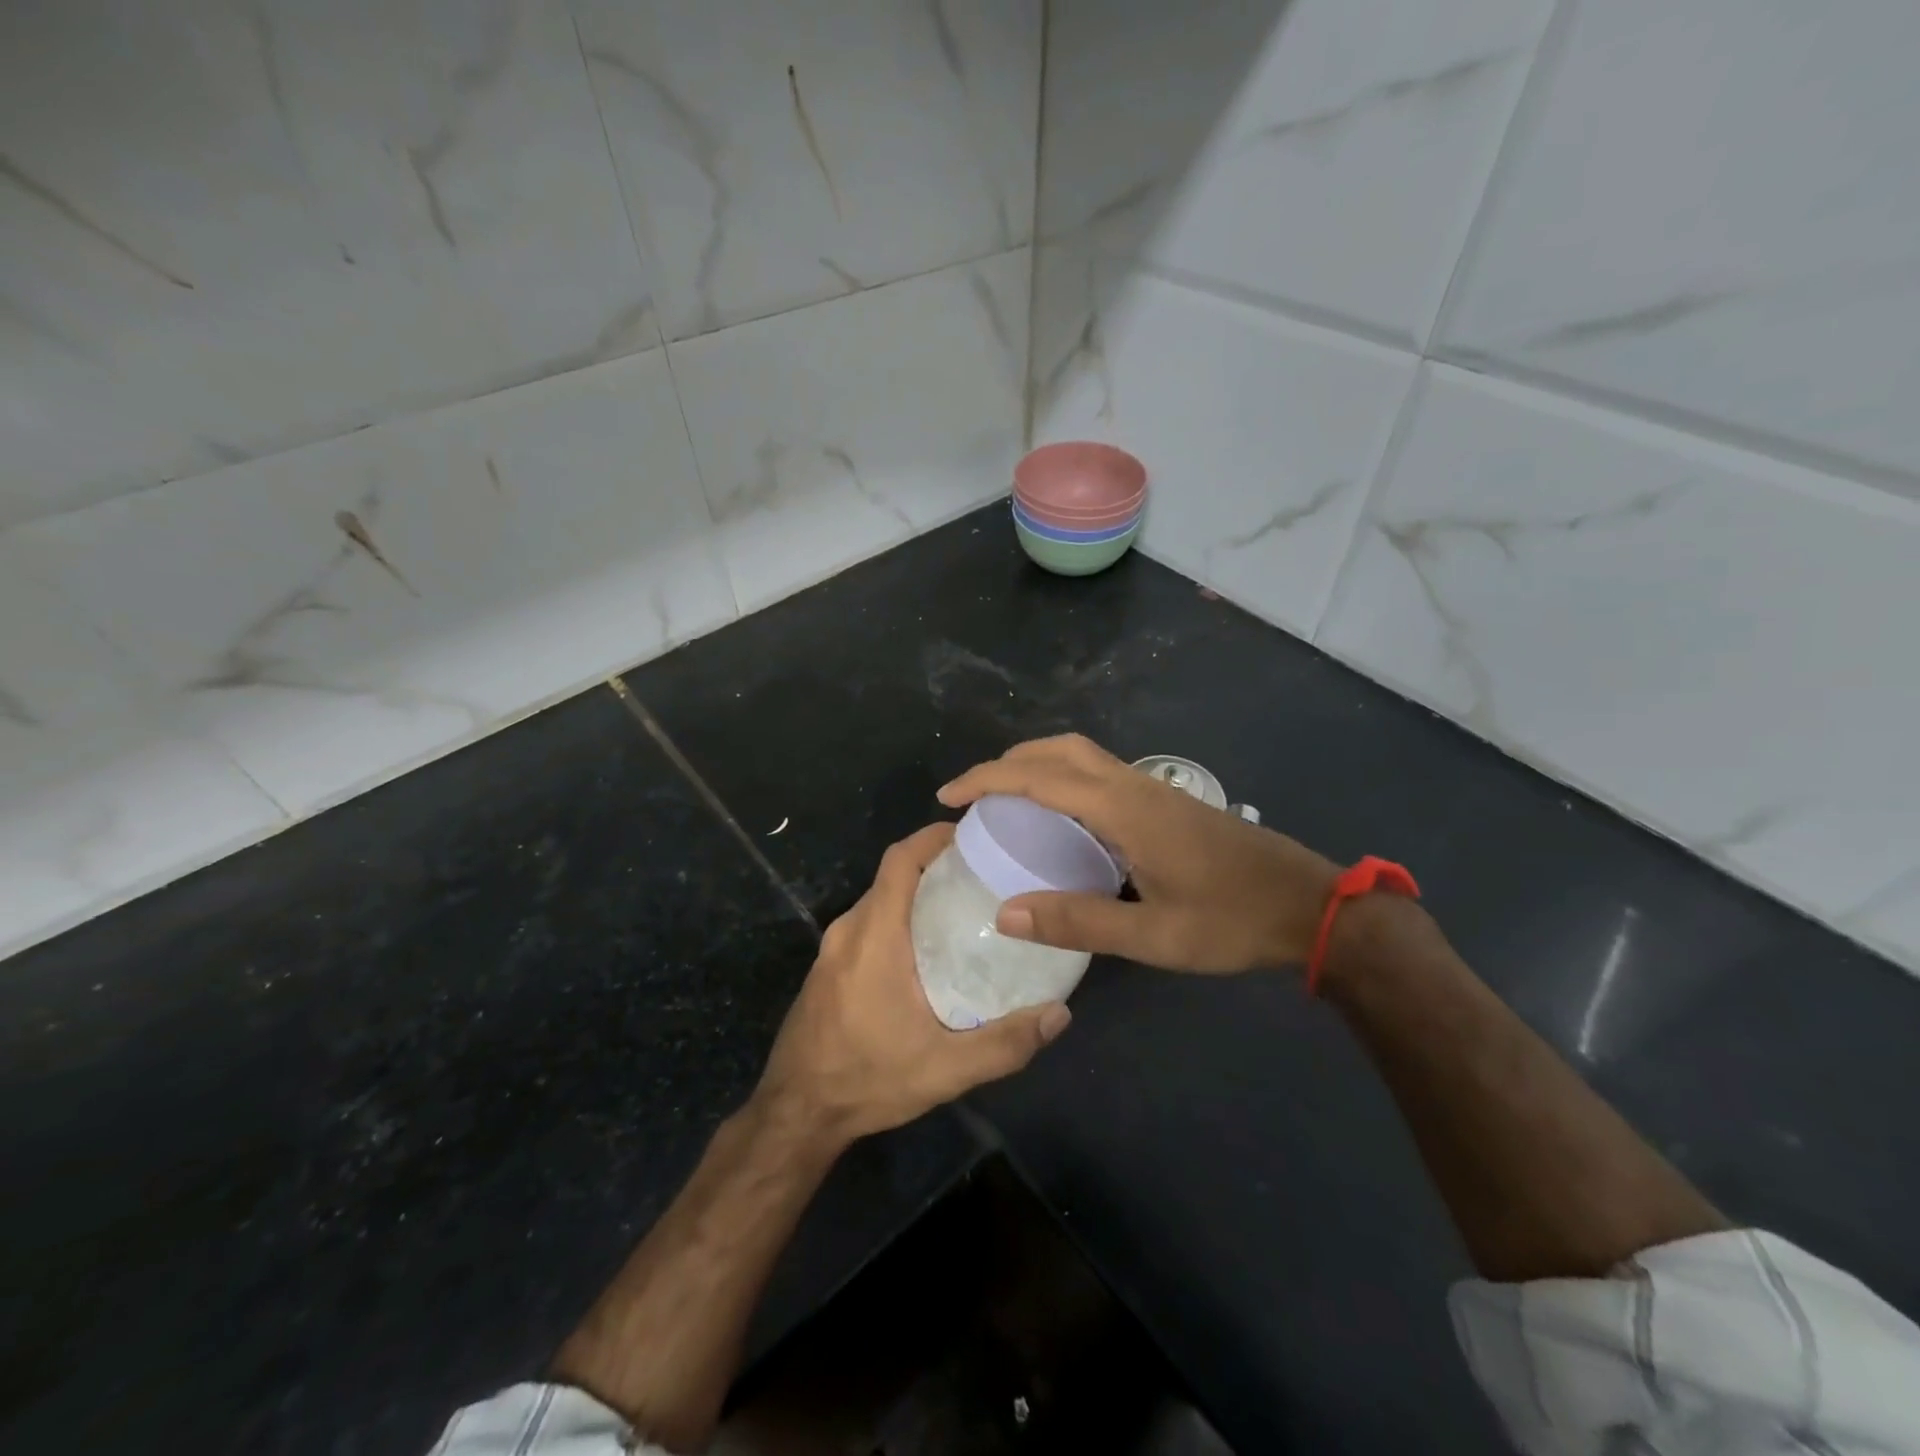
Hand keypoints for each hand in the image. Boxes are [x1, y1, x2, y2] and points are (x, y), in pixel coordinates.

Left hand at [754, 822, 1071, 1141]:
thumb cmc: (868, 1079)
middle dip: (936, 866)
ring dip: (918, 895)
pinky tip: (928, 951)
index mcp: (874, 936)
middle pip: (894, 877)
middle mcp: (849, 930)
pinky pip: (868, 924)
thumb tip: (1060, 1015)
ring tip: (966, 910)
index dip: (933, 837)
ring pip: (880, 901)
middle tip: (985, 877)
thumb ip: (1005, 1043)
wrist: (797, 1113)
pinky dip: (899, 918)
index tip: (972, 835)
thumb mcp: (945, 1069)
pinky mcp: (828, 968)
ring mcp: (833, 949)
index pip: (900, 860)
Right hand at [938, 734, 1340, 973]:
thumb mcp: (1153, 935)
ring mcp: (1152, 790)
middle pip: (1060, 749)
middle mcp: (1133, 786)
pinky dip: (1063, 780)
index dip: (987, 780)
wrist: (1309, 906)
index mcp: (1123, 809)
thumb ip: (1079, 922)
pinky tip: (1061, 821)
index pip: (1039, 778)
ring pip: (1082, 756)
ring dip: (1038, 766)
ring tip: (1007, 803)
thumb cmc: (1231, 921)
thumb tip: (1005, 912)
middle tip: (975, 796)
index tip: (947, 796)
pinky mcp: (1164, 803)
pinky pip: (1099, 774)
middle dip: (1010, 762)